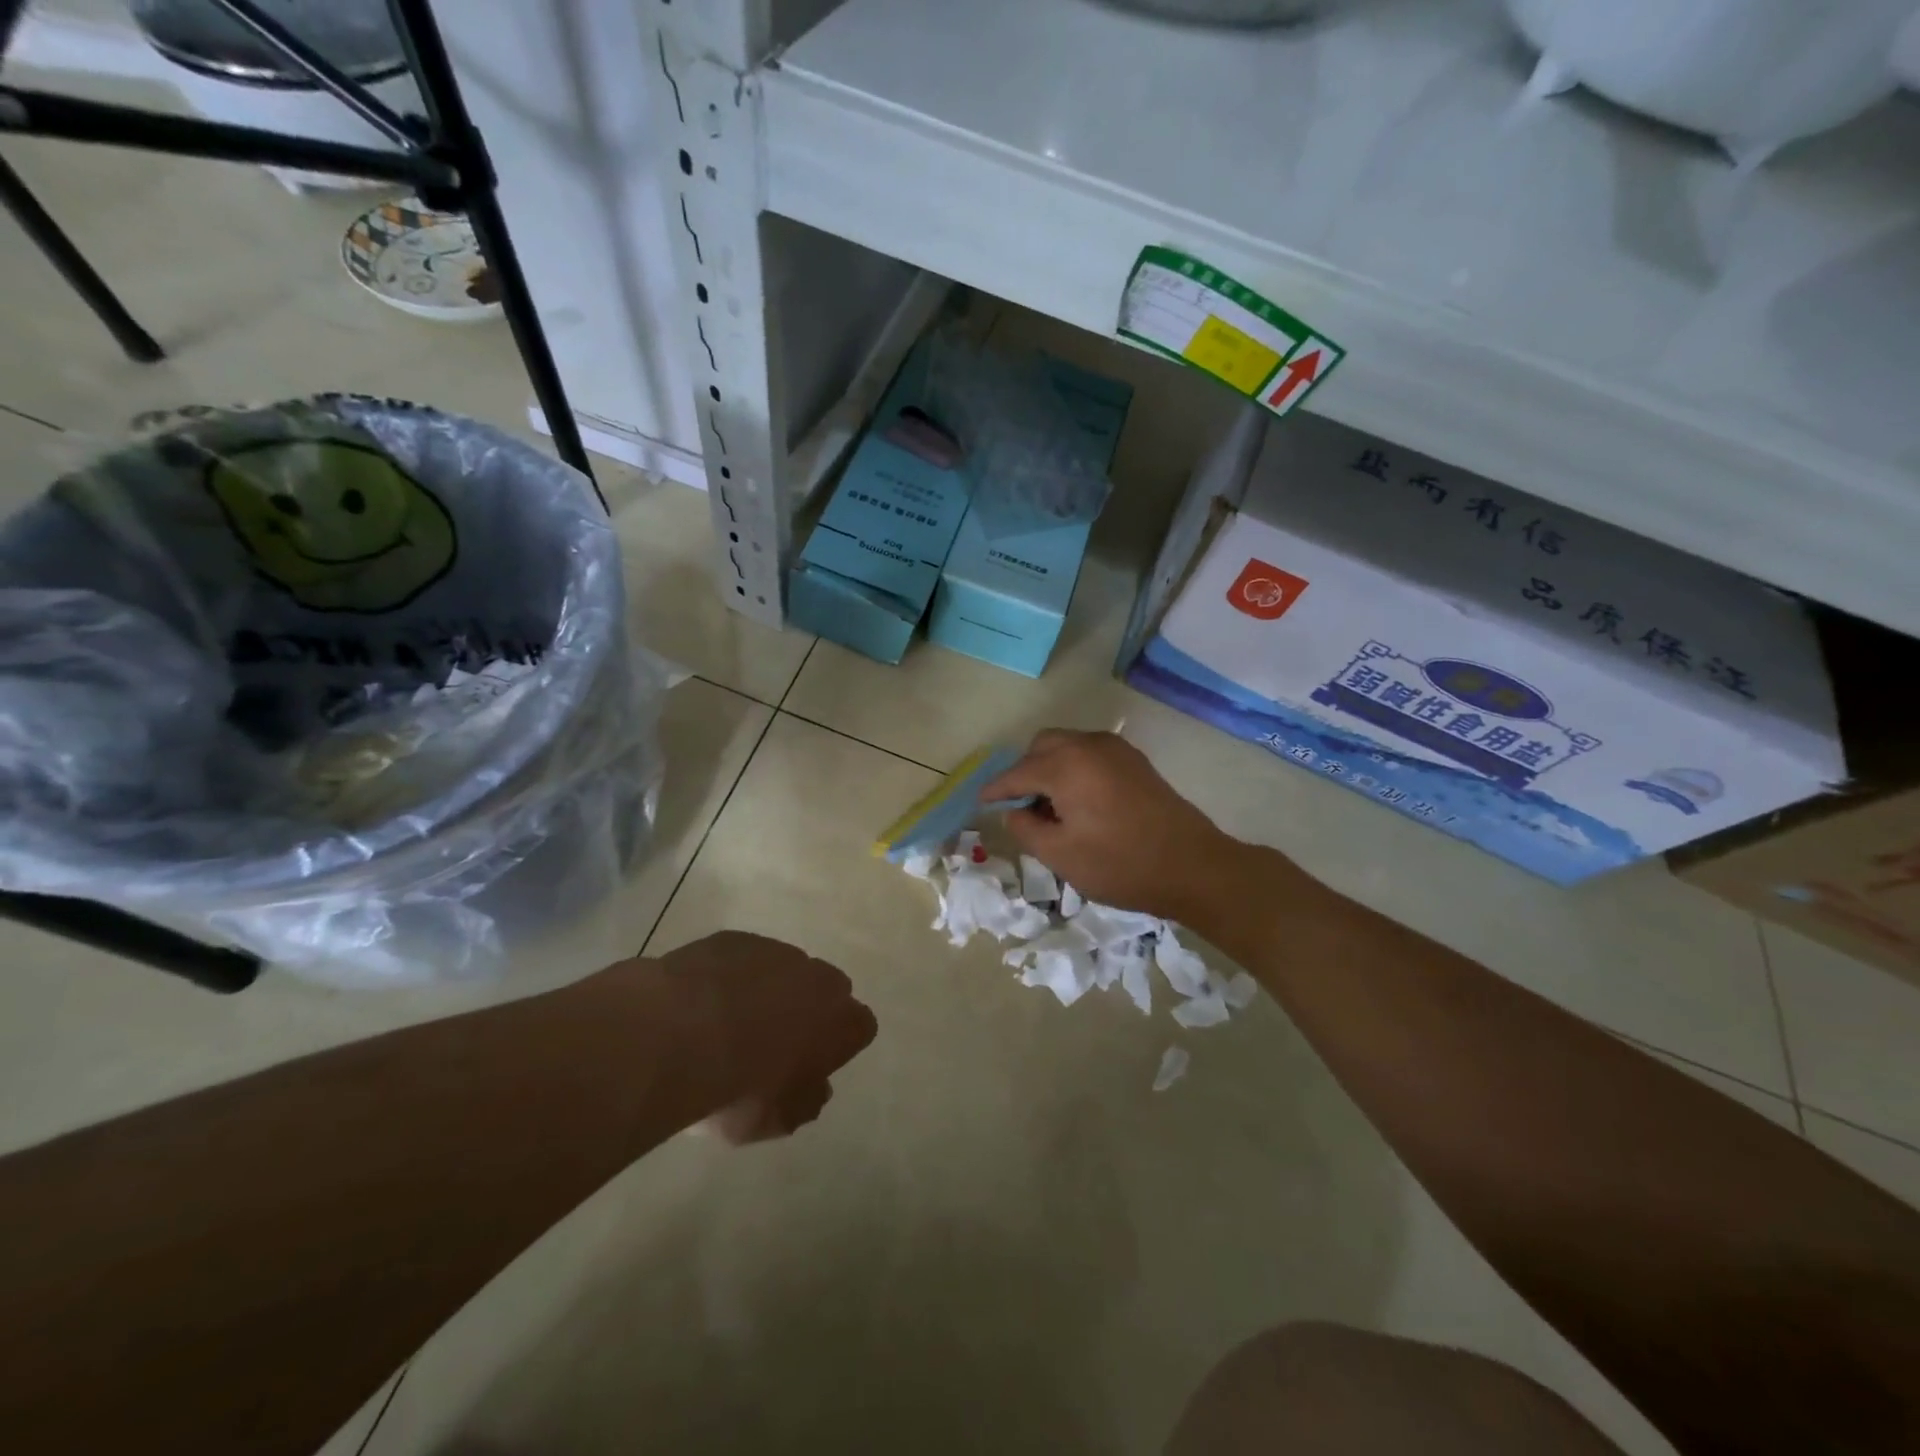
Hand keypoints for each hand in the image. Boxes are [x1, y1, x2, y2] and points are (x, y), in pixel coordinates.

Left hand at [606, 932, 875, 1143]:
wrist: (678, 1033)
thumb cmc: (739, 1088)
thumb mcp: (776, 1120)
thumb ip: (805, 1102)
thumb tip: (817, 1088)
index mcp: (840, 1022)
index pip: (861, 1026)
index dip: (839, 1044)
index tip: (815, 1063)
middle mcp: (818, 978)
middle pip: (827, 989)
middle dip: (808, 1009)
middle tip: (775, 1040)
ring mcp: (776, 952)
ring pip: (784, 969)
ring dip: (768, 990)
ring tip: (730, 1022)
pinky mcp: (735, 938)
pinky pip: (743, 958)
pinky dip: (731, 976)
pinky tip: (702, 1002)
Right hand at [982, 730, 1241, 921]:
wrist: (1193, 866)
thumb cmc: (1121, 864)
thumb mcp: (1061, 856)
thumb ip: (1026, 829)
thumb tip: (1015, 811)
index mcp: (1066, 765)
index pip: (1017, 772)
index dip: (996, 789)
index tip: (981, 802)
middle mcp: (1089, 745)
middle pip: (1042, 746)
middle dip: (1025, 771)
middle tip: (1022, 807)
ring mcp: (1116, 750)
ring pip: (1068, 745)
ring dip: (1050, 767)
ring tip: (1052, 808)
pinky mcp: (1135, 761)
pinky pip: (1090, 754)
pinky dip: (1074, 768)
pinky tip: (1080, 801)